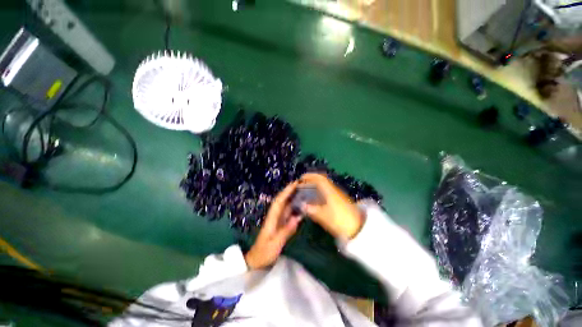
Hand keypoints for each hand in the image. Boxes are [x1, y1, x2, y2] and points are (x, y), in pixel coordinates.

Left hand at [245, 181, 301, 269]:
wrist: (256, 261)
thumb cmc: (264, 253)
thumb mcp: (275, 244)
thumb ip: (286, 230)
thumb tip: (297, 217)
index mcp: (272, 218)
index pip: (279, 201)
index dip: (286, 191)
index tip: (295, 184)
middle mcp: (275, 216)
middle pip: (282, 200)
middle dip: (290, 191)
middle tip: (302, 184)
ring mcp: (278, 220)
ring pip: (286, 205)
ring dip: (293, 197)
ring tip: (304, 191)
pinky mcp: (280, 224)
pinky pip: (288, 213)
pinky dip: (294, 208)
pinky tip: (302, 206)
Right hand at [299, 173, 363, 239]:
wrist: (358, 227)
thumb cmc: (340, 220)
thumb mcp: (324, 216)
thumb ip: (312, 210)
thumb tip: (302, 205)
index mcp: (330, 191)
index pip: (319, 178)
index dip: (310, 176)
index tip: (301, 178)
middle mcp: (334, 190)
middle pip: (322, 181)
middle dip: (311, 180)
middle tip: (302, 184)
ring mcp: (338, 195)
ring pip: (325, 186)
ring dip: (315, 186)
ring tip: (306, 191)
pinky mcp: (340, 201)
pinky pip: (327, 192)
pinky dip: (319, 192)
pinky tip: (315, 199)